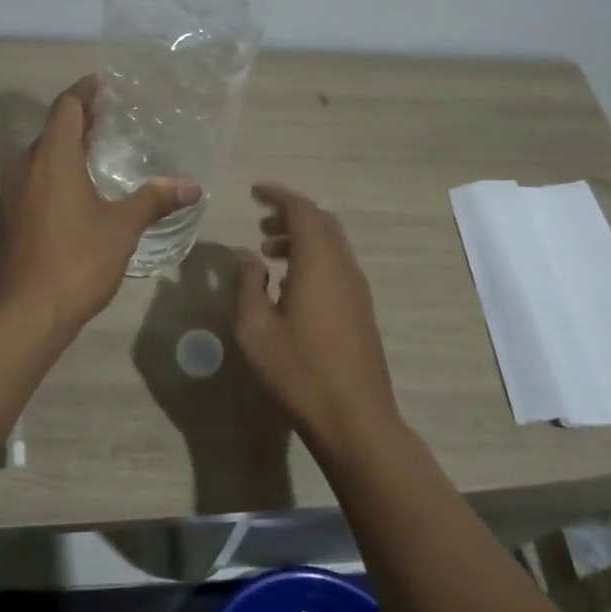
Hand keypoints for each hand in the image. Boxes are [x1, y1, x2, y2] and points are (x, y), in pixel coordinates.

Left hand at [0, 77, 200, 338]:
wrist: (23, 313)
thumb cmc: (74, 261)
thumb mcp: (121, 228)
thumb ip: (154, 200)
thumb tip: (192, 184)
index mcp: (52, 157)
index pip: (67, 105)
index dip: (87, 90)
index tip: (110, 84)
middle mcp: (26, 165)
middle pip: (55, 128)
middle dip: (84, 119)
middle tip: (120, 119)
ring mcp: (13, 190)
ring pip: (43, 154)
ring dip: (71, 147)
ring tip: (107, 152)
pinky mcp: (11, 213)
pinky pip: (36, 177)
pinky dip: (59, 171)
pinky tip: (84, 190)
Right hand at [235, 183, 403, 455]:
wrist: (355, 419)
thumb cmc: (299, 371)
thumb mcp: (255, 329)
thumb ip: (248, 285)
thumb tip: (249, 256)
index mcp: (319, 263)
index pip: (302, 210)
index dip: (279, 195)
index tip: (255, 192)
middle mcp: (344, 267)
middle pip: (322, 223)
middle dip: (291, 216)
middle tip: (261, 224)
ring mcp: (358, 289)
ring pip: (332, 245)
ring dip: (302, 239)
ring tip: (269, 254)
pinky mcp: (362, 310)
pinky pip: (337, 266)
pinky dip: (313, 259)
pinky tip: (291, 286)